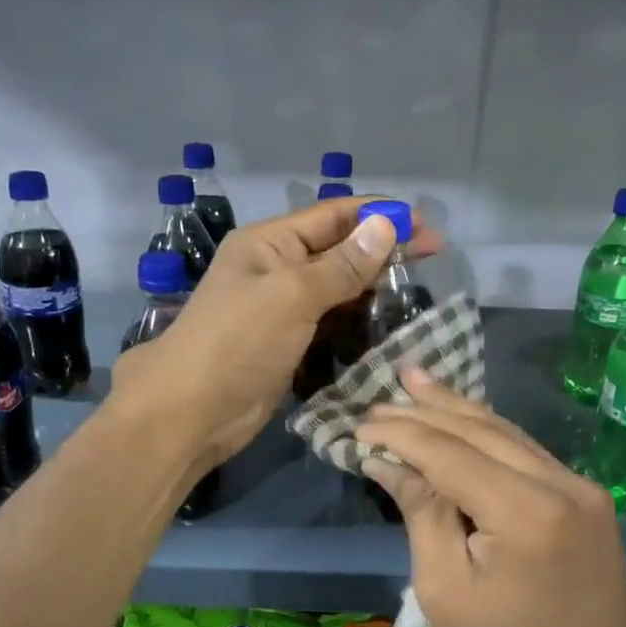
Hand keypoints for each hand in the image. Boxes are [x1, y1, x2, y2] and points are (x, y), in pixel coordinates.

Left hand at [109, 196, 441, 467]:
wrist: (192, 411)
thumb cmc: (239, 342)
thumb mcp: (293, 294)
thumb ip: (342, 264)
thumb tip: (386, 225)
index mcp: (271, 242)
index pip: (335, 215)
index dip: (381, 216)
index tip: (426, 227)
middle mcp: (277, 269)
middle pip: (339, 250)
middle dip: (382, 251)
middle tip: (433, 259)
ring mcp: (282, 309)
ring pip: (337, 288)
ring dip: (372, 288)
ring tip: (417, 294)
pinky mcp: (289, 344)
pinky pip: (330, 323)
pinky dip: (357, 322)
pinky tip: (386, 326)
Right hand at [356, 373, 625, 626]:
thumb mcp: (445, 591)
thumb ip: (421, 513)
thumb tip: (390, 460)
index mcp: (525, 513)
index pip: (449, 453)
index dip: (400, 434)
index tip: (358, 425)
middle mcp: (561, 484)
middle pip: (480, 430)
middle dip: (425, 411)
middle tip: (379, 395)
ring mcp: (580, 486)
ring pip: (506, 432)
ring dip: (456, 409)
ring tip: (416, 380)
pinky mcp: (586, 495)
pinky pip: (526, 451)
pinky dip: (486, 433)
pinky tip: (460, 415)